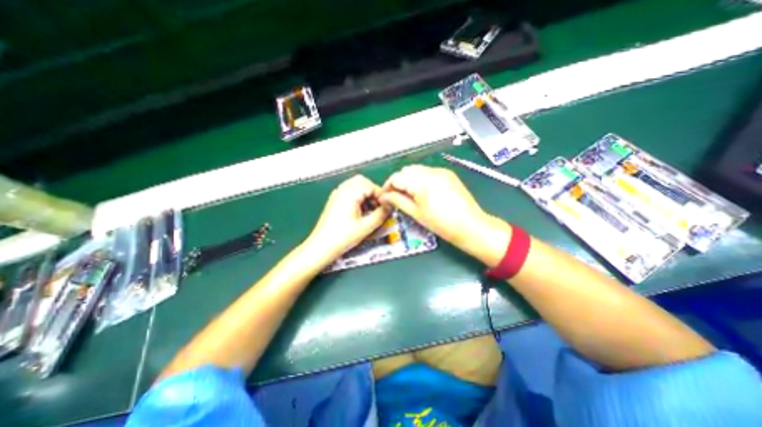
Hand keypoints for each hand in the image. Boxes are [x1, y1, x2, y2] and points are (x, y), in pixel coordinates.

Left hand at [304, 175, 388, 261]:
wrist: (321, 247)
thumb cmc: (342, 237)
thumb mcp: (366, 227)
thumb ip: (381, 214)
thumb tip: (390, 206)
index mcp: (349, 193)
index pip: (370, 185)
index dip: (381, 195)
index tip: (386, 206)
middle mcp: (342, 190)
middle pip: (362, 182)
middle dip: (373, 192)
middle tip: (378, 206)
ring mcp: (336, 195)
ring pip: (355, 186)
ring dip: (365, 194)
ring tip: (370, 210)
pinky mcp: (334, 201)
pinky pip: (348, 192)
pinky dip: (357, 197)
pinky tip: (360, 211)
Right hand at [379, 166, 490, 248]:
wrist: (470, 226)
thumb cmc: (441, 223)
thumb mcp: (416, 213)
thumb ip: (398, 201)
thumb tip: (385, 196)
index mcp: (421, 181)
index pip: (396, 177)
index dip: (387, 186)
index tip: (384, 196)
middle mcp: (430, 172)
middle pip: (406, 171)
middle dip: (398, 182)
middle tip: (395, 196)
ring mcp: (440, 171)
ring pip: (417, 170)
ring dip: (409, 179)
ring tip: (408, 194)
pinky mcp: (448, 174)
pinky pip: (428, 172)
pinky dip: (420, 179)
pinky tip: (422, 191)